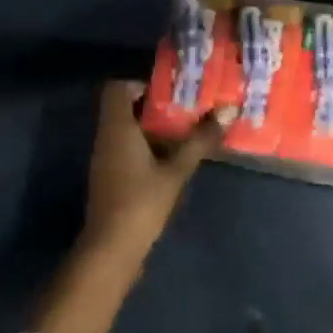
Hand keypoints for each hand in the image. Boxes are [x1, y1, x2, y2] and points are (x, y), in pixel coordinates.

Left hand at [82, 79, 234, 258]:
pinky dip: (146, 148)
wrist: (112, 248)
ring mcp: (104, 159)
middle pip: (123, 108)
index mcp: (116, 128)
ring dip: (152, 129)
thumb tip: (228, 110)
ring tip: (186, 134)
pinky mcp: (109, 177)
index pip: (116, 88)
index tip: (170, 93)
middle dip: (155, 107)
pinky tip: (171, 161)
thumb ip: (200, 140)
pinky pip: (125, 149)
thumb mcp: (176, 170)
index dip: (140, 84)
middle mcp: (105, 138)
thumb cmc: (142, 202)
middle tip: (187, 111)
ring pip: (126, 130)